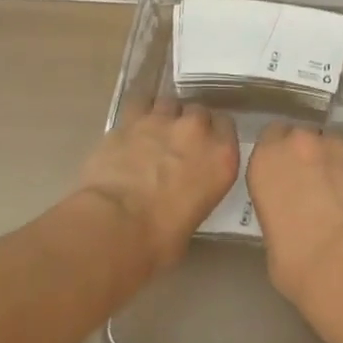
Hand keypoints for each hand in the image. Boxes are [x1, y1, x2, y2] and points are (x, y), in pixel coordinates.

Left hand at [78, 97, 239, 271]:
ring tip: (153, 133)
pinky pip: (139, 104)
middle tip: (177, 144)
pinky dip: (137, 112)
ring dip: (164, 116)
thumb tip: (184, 193)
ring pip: (169, 103)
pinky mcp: (130, 120)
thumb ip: (198, 192)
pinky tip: (131, 126)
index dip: (214, 135)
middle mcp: (196, 131)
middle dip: (190, 124)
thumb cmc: (160, 239)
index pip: (226, 127)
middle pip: (199, 111)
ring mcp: (162, 121)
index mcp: (221, 157)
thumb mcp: (195, 217)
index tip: (205, 147)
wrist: (115, 226)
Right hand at [247, 124, 342, 315]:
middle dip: (308, 158)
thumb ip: (279, 208)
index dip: (280, 155)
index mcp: (268, 159)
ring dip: (336, 167)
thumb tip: (294, 214)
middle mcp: (302, 142)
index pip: (270, 137)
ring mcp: (341, 147)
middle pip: (304, 139)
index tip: (285, 175)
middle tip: (313, 188)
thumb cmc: (296, 262)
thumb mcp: (271, 236)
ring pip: (336, 149)